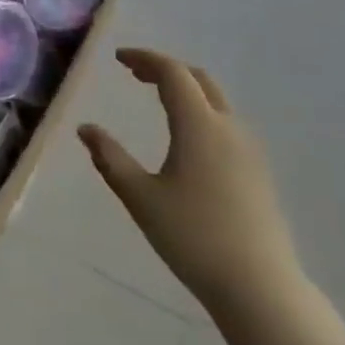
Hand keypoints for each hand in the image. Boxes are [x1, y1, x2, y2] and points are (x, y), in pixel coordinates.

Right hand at [78, 49, 301, 315]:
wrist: (258, 285)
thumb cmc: (192, 237)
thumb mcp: (140, 197)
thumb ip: (110, 158)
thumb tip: (86, 129)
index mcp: (200, 126)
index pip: (173, 73)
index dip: (145, 59)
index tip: (118, 59)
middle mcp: (229, 128)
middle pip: (199, 80)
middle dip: (166, 69)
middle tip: (134, 73)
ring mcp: (249, 149)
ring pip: (216, 101)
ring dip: (186, 89)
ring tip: (156, 98)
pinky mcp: (257, 170)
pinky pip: (226, 123)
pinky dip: (200, 110)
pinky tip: (185, 136)